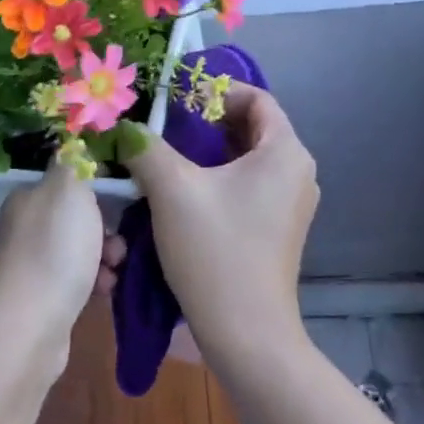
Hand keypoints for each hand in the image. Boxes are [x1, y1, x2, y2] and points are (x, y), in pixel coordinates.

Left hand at [0, 162, 121, 382]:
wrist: (28, 327)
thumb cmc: (53, 250)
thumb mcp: (69, 190)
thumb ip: (74, 163)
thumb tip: (73, 143)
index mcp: (27, 198)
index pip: (67, 181)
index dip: (98, 188)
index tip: (123, 199)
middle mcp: (23, 229)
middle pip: (76, 218)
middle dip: (107, 227)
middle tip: (123, 241)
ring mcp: (29, 266)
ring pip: (80, 250)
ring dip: (105, 256)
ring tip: (115, 269)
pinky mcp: (40, 300)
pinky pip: (76, 280)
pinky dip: (94, 282)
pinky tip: (104, 290)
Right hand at [122, 83, 317, 364]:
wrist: (246, 333)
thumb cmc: (215, 251)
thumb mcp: (172, 190)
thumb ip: (146, 147)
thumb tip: (125, 126)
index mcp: (285, 152)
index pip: (256, 98)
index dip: (215, 90)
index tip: (175, 97)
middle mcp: (298, 172)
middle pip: (252, 128)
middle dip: (207, 121)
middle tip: (164, 124)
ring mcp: (292, 204)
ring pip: (248, 159)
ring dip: (210, 151)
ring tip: (168, 154)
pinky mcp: (280, 229)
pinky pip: (250, 186)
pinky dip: (220, 178)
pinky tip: (185, 190)